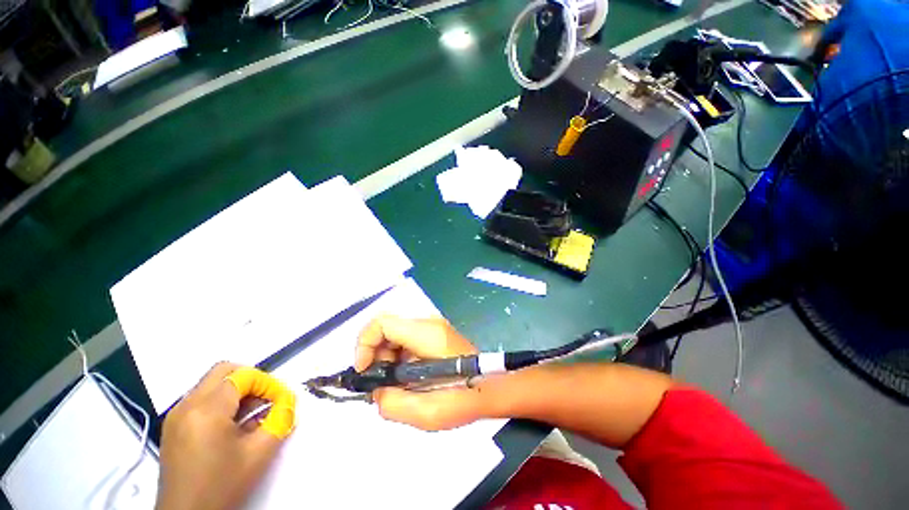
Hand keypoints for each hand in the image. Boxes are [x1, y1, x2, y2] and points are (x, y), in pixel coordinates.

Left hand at [156, 363, 295, 509]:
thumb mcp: (260, 453)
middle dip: (251, 379)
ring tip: (253, 414)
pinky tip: (234, 425)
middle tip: (266, 398)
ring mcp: (176, 415)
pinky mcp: (173, 426)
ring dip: (237, 391)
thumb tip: (288, 400)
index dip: (268, 383)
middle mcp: (186, 405)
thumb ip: (281, 418)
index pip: (243, 376)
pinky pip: (201, 399)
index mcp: (206, 410)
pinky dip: (222, 402)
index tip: (281, 400)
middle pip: (224, 371)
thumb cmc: (223, 486)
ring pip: (212, 383)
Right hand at [355, 315, 487, 430]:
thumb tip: (377, 392)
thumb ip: (392, 404)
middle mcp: (429, 323)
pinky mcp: (435, 334)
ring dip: (386, 359)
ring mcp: (433, 327)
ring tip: (394, 386)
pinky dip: (398, 358)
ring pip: (395, 335)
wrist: (492, 385)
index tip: (364, 371)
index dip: (364, 343)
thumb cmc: (465, 397)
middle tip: (380, 384)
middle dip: (375, 356)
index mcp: (427, 333)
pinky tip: (406, 378)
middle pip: (387, 328)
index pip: (383, 322)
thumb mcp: (427, 413)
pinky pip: (407, 340)